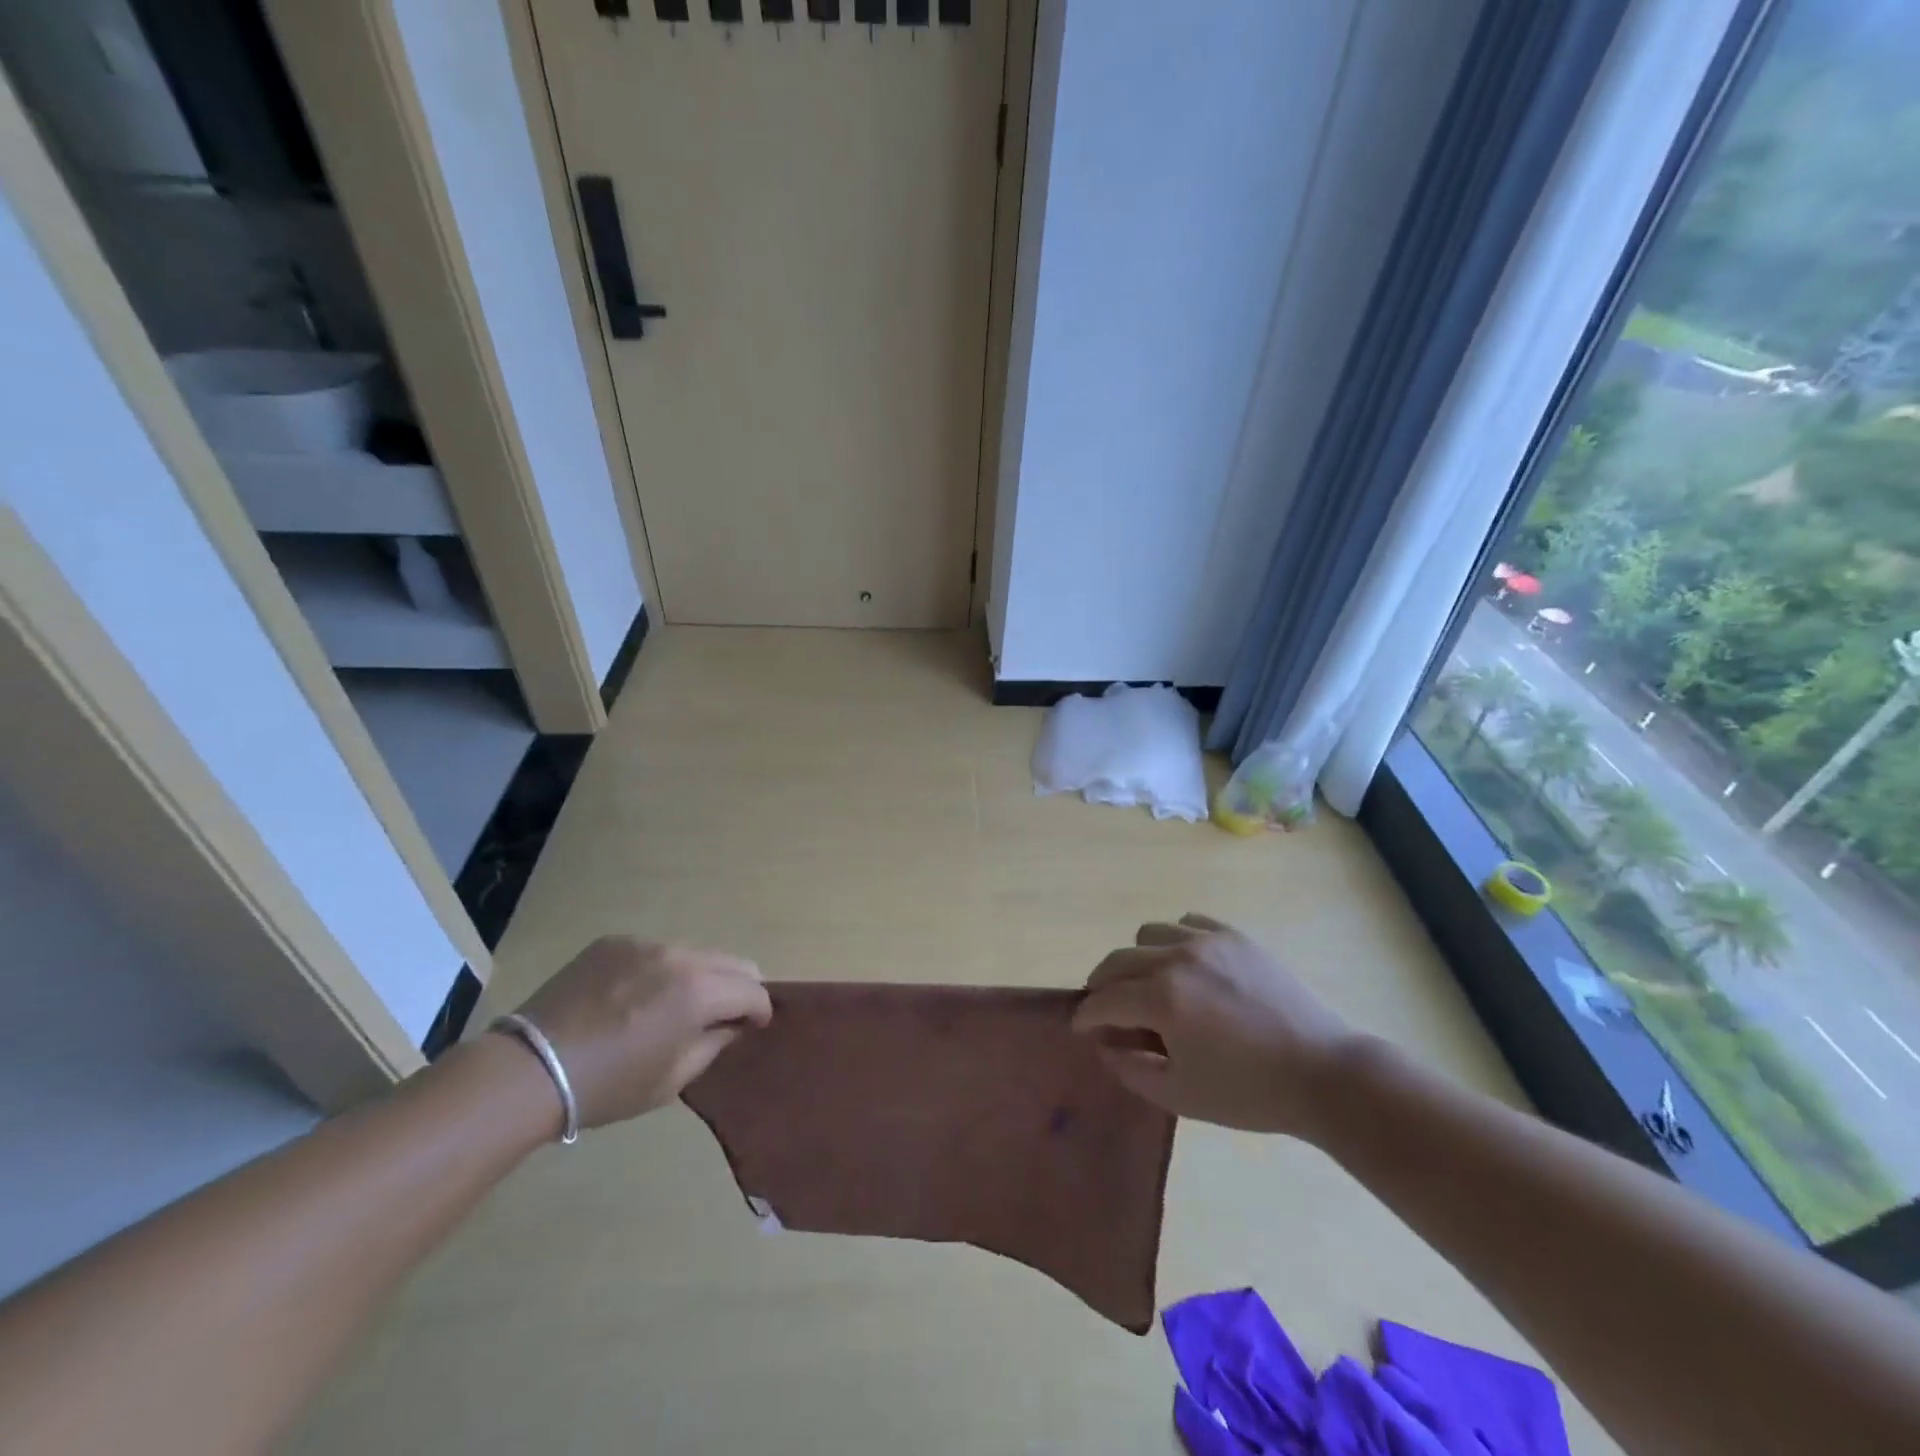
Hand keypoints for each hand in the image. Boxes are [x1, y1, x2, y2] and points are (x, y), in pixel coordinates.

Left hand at [509, 936, 770, 1128]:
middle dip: (738, 988)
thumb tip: (732, 1024)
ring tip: (674, 1007)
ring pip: (694, 954)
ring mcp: (644, 944)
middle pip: (732, 962)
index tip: (755, 1026)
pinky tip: (634, 998)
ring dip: (699, 977)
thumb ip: (714, 1043)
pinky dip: (660, 971)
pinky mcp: (613, 942)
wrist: (529, 1070)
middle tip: (725, 1015)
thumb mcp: (673, 1079)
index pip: (753, 990)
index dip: (761, 1010)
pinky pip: (655, 951)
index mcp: (699, 991)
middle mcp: (679, 956)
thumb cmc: (608, 1086)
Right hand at [1071, 914, 1356, 1137]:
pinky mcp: (1236, 936)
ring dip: (1137, 958)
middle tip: (1106, 1007)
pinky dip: (1175, 939)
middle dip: (1103, 985)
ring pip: (1149, 933)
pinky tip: (1186, 964)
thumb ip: (1130, 1069)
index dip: (1086, 1015)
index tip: (1081, 1026)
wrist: (1324, 1073)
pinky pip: (1188, 922)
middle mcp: (1177, 958)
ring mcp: (1209, 941)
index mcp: (1162, 998)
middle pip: (1119, 960)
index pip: (1104, 999)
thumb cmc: (1249, 1092)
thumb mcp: (1180, 1095)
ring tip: (1149, 983)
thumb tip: (1104, 1044)